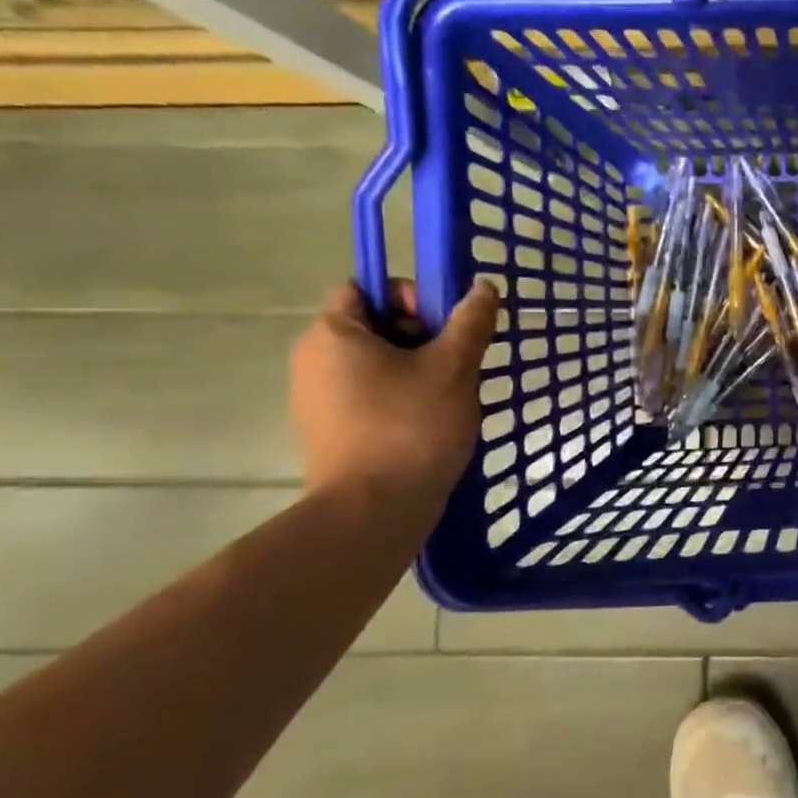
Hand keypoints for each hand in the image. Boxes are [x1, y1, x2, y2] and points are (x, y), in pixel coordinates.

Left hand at [289, 278, 499, 508]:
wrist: (374, 510)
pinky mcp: (331, 431)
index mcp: (333, 334)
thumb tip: (484, 287)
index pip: (368, 288)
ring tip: (452, 394)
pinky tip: (433, 421)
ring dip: (419, 368)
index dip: (411, 296)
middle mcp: (314, 360)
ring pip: (378, 363)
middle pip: (375, 325)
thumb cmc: (411, 426)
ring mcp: (318, 399)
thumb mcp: (453, 366)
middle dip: (423, 336)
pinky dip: (403, 397)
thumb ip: (471, 321)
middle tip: (459, 361)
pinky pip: (372, 395)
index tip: (446, 326)